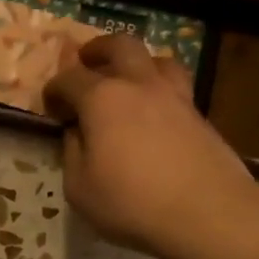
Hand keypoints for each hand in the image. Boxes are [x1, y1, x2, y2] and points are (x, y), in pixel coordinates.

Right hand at [43, 34, 255, 255]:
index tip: (50, 105)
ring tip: (129, 79)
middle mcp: (139, 85)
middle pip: (119, 46)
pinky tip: (156, 112)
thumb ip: (72, 154)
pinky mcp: (200, 115)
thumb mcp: (80, 189)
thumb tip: (76, 133)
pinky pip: (177, 87)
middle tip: (87, 60)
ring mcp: (176, 96)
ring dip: (137, 62)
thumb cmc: (132, 203)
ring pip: (157, 59)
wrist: (207, 213)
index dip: (54, 89)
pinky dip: (160, 89)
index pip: (70, 79)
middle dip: (98, 50)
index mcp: (102, 98)